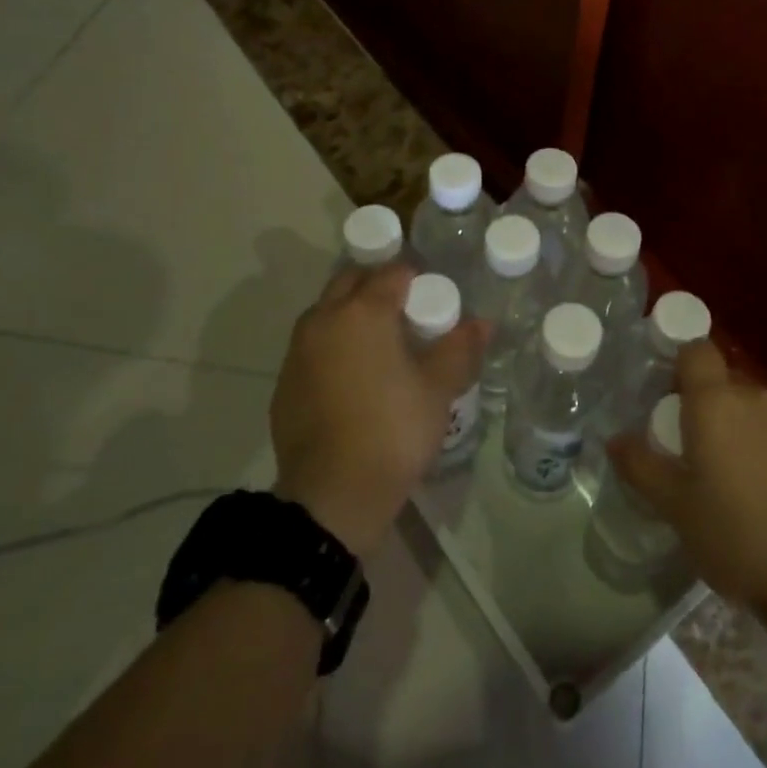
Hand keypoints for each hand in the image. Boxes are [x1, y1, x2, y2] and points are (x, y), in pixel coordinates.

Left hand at [271, 263, 485, 558]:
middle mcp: (324, 319)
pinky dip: (333, 347)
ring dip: (352, 314)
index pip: (393, 272)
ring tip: (381, 346)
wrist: (332, 495)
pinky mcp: (284, 383)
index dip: (418, 279)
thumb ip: (460, 348)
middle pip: (352, 281)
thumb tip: (482, 323)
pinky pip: (313, 347)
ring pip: (328, 312)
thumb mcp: (439, 389)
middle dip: (378, 286)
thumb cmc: (393, 430)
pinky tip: (354, 379)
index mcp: (363, 310)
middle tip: (407, 314)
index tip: (434, 300)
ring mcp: (297, 351)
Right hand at [610, 341, 766, 610]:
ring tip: (742, 481)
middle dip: (712, 408)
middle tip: (700, 453)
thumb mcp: (675, 508)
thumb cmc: (736, 536)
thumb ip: (641, 466)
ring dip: (747, 431)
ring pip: (761, 411)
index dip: (682, 365)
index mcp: (716, 402)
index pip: (696, 350)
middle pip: (728, 384)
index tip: (673, 398)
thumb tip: (615, 439)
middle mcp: (758, 398)